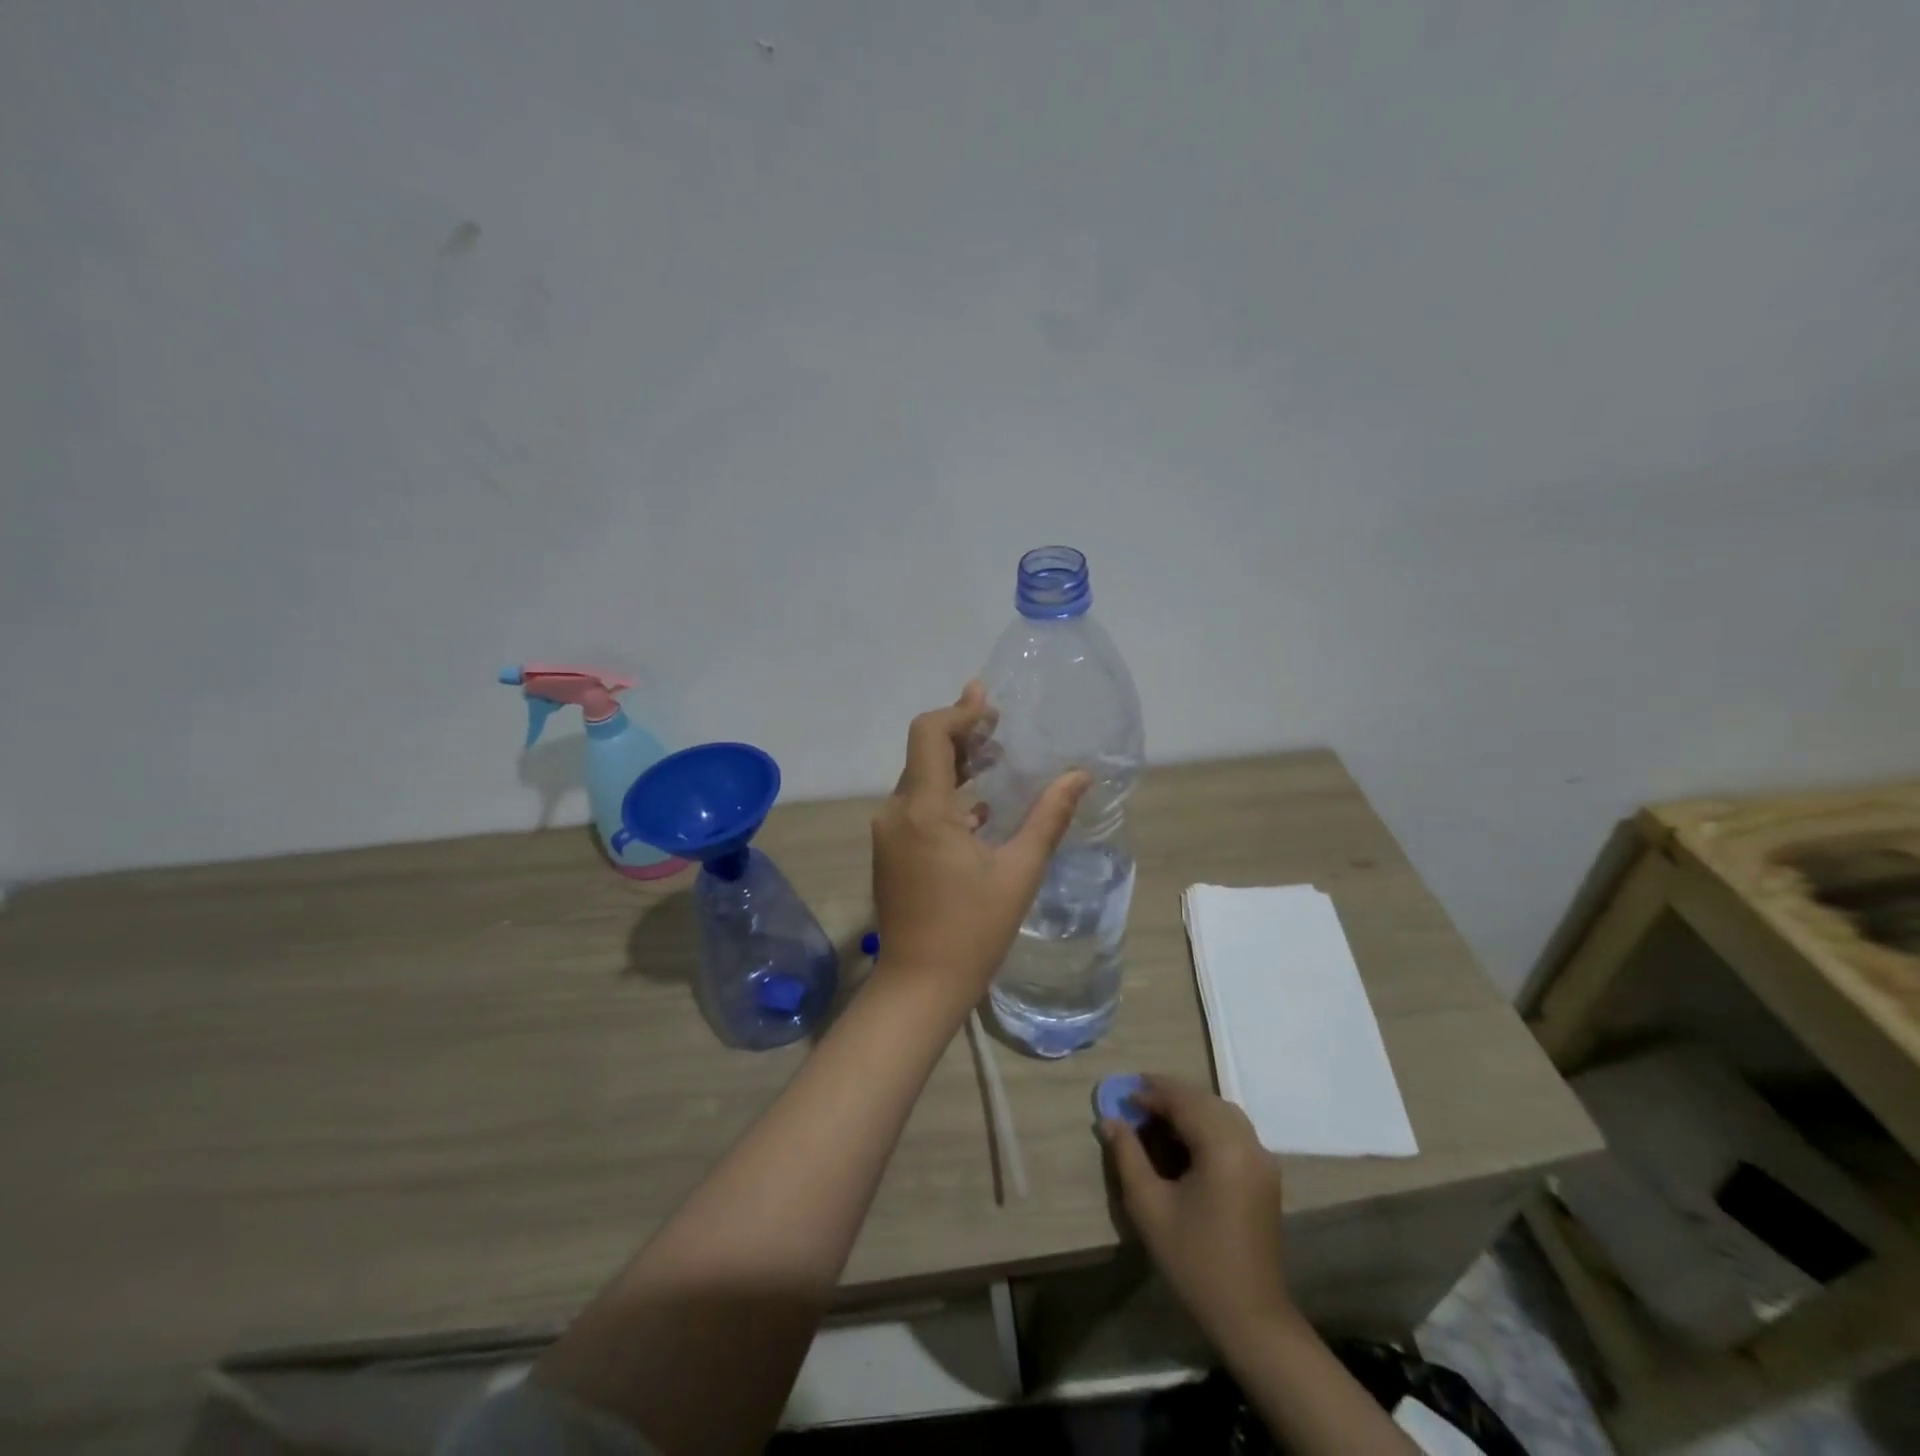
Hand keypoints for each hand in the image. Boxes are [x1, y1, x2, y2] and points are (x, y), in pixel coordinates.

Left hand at [871, 682, 1088, 1017]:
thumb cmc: (972, 930)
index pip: (929, 734)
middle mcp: (897, 812)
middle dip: (961, 733)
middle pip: (923, 752)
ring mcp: (888, 833)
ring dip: (954, 763)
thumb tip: (1079, 775)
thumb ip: (1048, 817)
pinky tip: (978, 807)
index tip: (989, 705)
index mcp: (924, 810)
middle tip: (999, 726)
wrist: (919, 985)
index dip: (959, 712)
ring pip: (918, 779)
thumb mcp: (1019, 872)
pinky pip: (915, 806)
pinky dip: (944, 794)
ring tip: (995, 759)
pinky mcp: (890, 851)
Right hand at [1102, 1075, 1295, 1343]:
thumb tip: (1110, 1120)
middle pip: (1205, 1100)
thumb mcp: (1149, 1207)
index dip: (1151, 1094)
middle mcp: (1248, 1144)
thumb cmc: (1194, 1261)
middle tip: (1136, 1100)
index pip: (1184, 1101)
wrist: (1250, 1317)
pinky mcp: (1265, 1175)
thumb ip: (1127, 1155)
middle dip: (1170, 1095)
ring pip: (1221, 1112)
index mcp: (1223, 1147)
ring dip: (1190, 1106)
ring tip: (1156, 1114)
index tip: (1123, 1098)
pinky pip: (1233, 1131)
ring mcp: (1262, 1159)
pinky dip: (1207, 1122)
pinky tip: (1184, 1138)